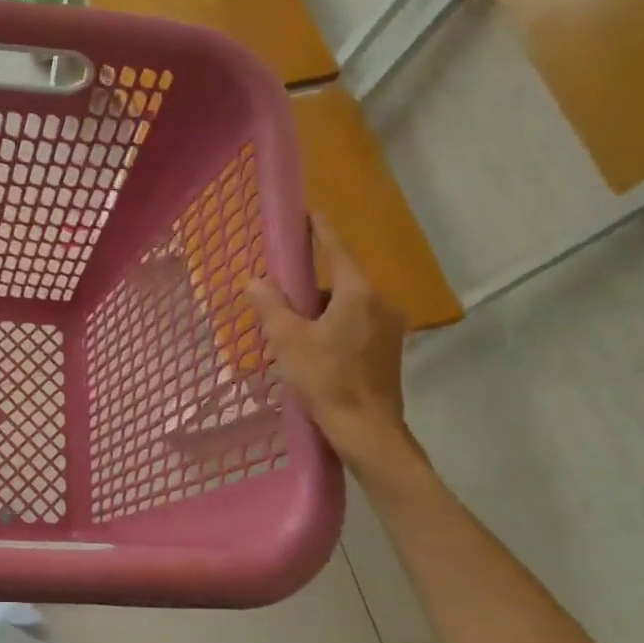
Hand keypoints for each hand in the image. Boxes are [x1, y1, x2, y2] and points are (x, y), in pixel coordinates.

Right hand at [246, 222, 419, 477]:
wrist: (367, 430)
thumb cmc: (326, 380)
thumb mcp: (288, 341)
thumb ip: (271, 306)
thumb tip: (254, 280)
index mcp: (358, 294)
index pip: (338, 249)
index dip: (322, 230)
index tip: (311, 212)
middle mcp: (381, 303)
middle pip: (341, 281)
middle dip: (312, 286)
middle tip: (282, 297)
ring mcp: (389, 328)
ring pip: (349, 306)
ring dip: (322, 311)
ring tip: (293, 333)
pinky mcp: (389, 350)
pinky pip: (357, 324)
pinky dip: (335, 327)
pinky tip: (314, 350)